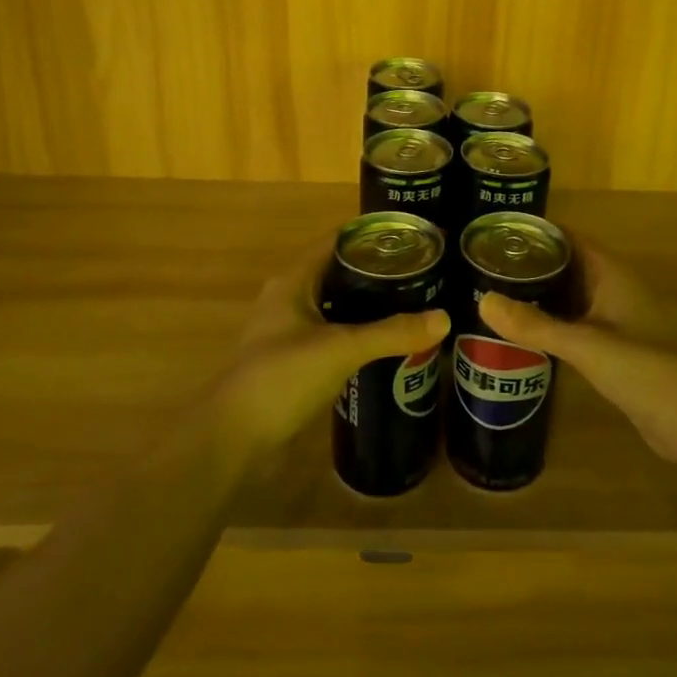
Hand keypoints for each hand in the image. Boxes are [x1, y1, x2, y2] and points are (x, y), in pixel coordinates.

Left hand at [210, 243, 448, 465]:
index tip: (412, 239)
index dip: (372, 236)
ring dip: (369, 307)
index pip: (337, 242)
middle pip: (339, 273)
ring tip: (413, 306)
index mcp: (294, 280)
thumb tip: (444, 318)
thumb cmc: (281, 377)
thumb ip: (391, 332)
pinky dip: (359, 336)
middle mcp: (290, 299)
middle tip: (422, 274)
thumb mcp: (341, 348)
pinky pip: (333, 337)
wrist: (233, 440)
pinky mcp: (294, 363)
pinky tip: (387, 346)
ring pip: (337, 307)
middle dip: (378, 273)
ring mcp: (290, 333)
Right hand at [480, 243, 676, 464]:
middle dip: (531, 263)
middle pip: (567, 264)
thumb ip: (533, 324)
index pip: (569, 238)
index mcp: (611, 273)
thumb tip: (482, 300)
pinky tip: (524, 331)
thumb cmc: (640, 367)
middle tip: (486, 265)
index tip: (497, 232)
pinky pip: (575, 322)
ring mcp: (615, 319)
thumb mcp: (582, 344)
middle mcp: (613, 288)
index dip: (536, 232)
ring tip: (496, 293)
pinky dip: (551, 320)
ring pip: (570, 295)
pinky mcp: (614, 347)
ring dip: (540, 293)